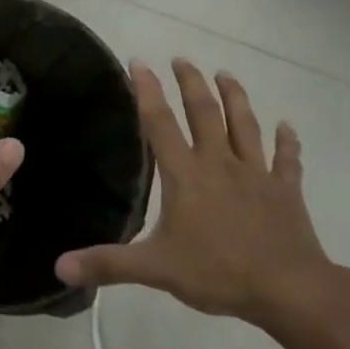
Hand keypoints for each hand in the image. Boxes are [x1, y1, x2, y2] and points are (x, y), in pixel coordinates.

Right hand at [54, 60, 337, 324]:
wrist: (290, 289)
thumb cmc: (218, 272)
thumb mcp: (155, 269)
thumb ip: (108, 264)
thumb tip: (59, 267)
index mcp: (186, 175)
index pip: (160, 123)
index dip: (147, 91)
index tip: (139, 62)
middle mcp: (219, 163)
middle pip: (205, 112)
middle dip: (191, 83)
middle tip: (182, 59)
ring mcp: (256, 174)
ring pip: (244, 126)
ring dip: (235, 98)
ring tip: (226, 74)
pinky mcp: (285, 191)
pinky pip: (286, 160)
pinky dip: (287, 142)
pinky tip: (287, 128)